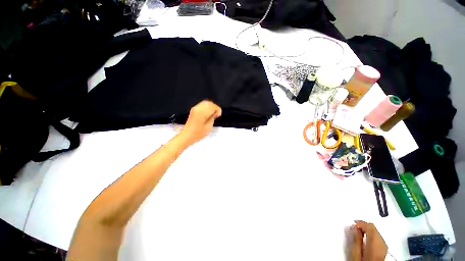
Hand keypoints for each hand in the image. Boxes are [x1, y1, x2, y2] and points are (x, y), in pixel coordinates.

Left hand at [179, 101, 221, 145]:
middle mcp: (198, 108)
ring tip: (212, 114)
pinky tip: (208, 114)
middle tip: (217, 114)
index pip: (213, 106)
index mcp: (202, 112)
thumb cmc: (197, 133)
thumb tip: (215, 113)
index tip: (219, 115)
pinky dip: (206, 108)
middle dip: (215, 107)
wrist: (187, 135)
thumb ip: (213, 118)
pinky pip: (202, 105)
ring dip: (210, 107)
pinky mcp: (193, 110)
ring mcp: (195, 109)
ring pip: (205, 103)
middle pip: (209, 103)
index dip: (218, 110)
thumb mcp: (209, 127)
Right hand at [349, 220, 387, 260]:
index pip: (370, 226)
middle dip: (364, 227)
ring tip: (358, 234)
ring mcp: (384, 248)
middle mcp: (382, 244)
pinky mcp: (384, 250)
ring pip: (376, 233)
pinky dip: (371, 236)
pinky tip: (365, 239)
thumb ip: (355, 240)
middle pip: (373, 229)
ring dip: (367, 231)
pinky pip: (378, 239)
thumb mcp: (355, 253)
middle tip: (354, 228)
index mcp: (375, 243)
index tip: (353, 225)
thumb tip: (354, 229)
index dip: (361, 223)